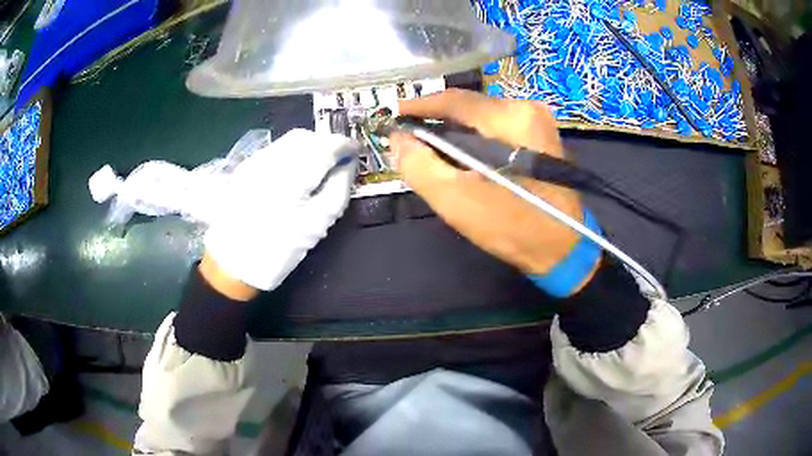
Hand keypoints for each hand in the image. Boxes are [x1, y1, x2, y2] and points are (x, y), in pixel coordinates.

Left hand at [203, 129, 358, 292]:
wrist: (232, 263)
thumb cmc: (279, 248)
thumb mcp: (318, 223)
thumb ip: (339, 187)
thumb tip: (349, 164)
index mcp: (293, 173)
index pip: (327, 145)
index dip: (346, 145)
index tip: (357, 152)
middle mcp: (272, 158)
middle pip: (307, 136)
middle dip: (327, 143)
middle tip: (339, 160)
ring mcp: (256, 161)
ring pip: (290, 140)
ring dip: (309, 146)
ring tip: (319, 166)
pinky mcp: (246, 167)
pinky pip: (276, 149)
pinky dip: (292, 152)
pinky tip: (296, 171)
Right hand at [391, 89, 583, 275]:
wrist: (562, 249)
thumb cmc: (512, 226)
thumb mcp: (457, 200)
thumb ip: (419, 165)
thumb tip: (398, 139)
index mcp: (510, 118)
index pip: (455, 100)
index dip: (419, 105)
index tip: (393, 114)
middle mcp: (527, 109)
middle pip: (469, 108)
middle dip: (437, 123)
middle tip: (410, 140)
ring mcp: (538, 122)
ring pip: (483, 119)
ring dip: (456, 133)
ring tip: (433, 152)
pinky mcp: (541, 137)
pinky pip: (498, 130)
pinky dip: (476, 140)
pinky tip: (464, 159)